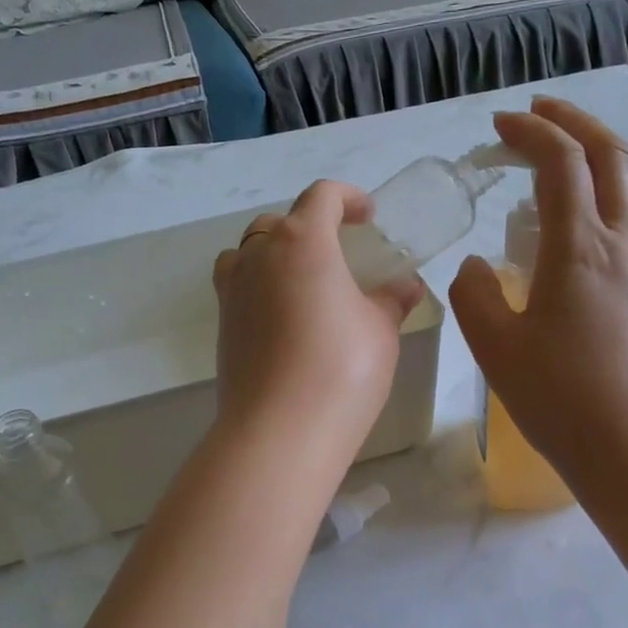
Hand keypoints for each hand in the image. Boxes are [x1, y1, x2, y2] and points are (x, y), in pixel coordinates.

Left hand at [212, 181, 424, 455]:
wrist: (280, 430)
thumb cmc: (342, 368)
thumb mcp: (380, 331)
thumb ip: (391, 300)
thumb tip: (406, 285)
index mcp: (302, 242)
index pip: (321, 197)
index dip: (348, 197)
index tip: (367, 215)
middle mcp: (259, 256)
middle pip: (278, 223)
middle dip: (309, 227)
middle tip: (338, 252)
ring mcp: (233, 292)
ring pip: (248, 253)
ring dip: (274, 254)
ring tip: (303, 280)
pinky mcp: (222, 327)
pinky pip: (238, 289)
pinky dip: (260, 288)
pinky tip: (286, 319)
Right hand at [448, 96, 627, 492]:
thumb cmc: (556, 397)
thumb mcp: (493, 345)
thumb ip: (474, 292)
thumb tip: (479, 265)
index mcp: (578, 247)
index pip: (560, 162)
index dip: (531, 132)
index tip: (500, 126)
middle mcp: (624, 243)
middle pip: (611, 157)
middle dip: (574, 123)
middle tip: (540, 114)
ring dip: (609, 161)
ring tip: (578, 167)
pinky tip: (625, 219)